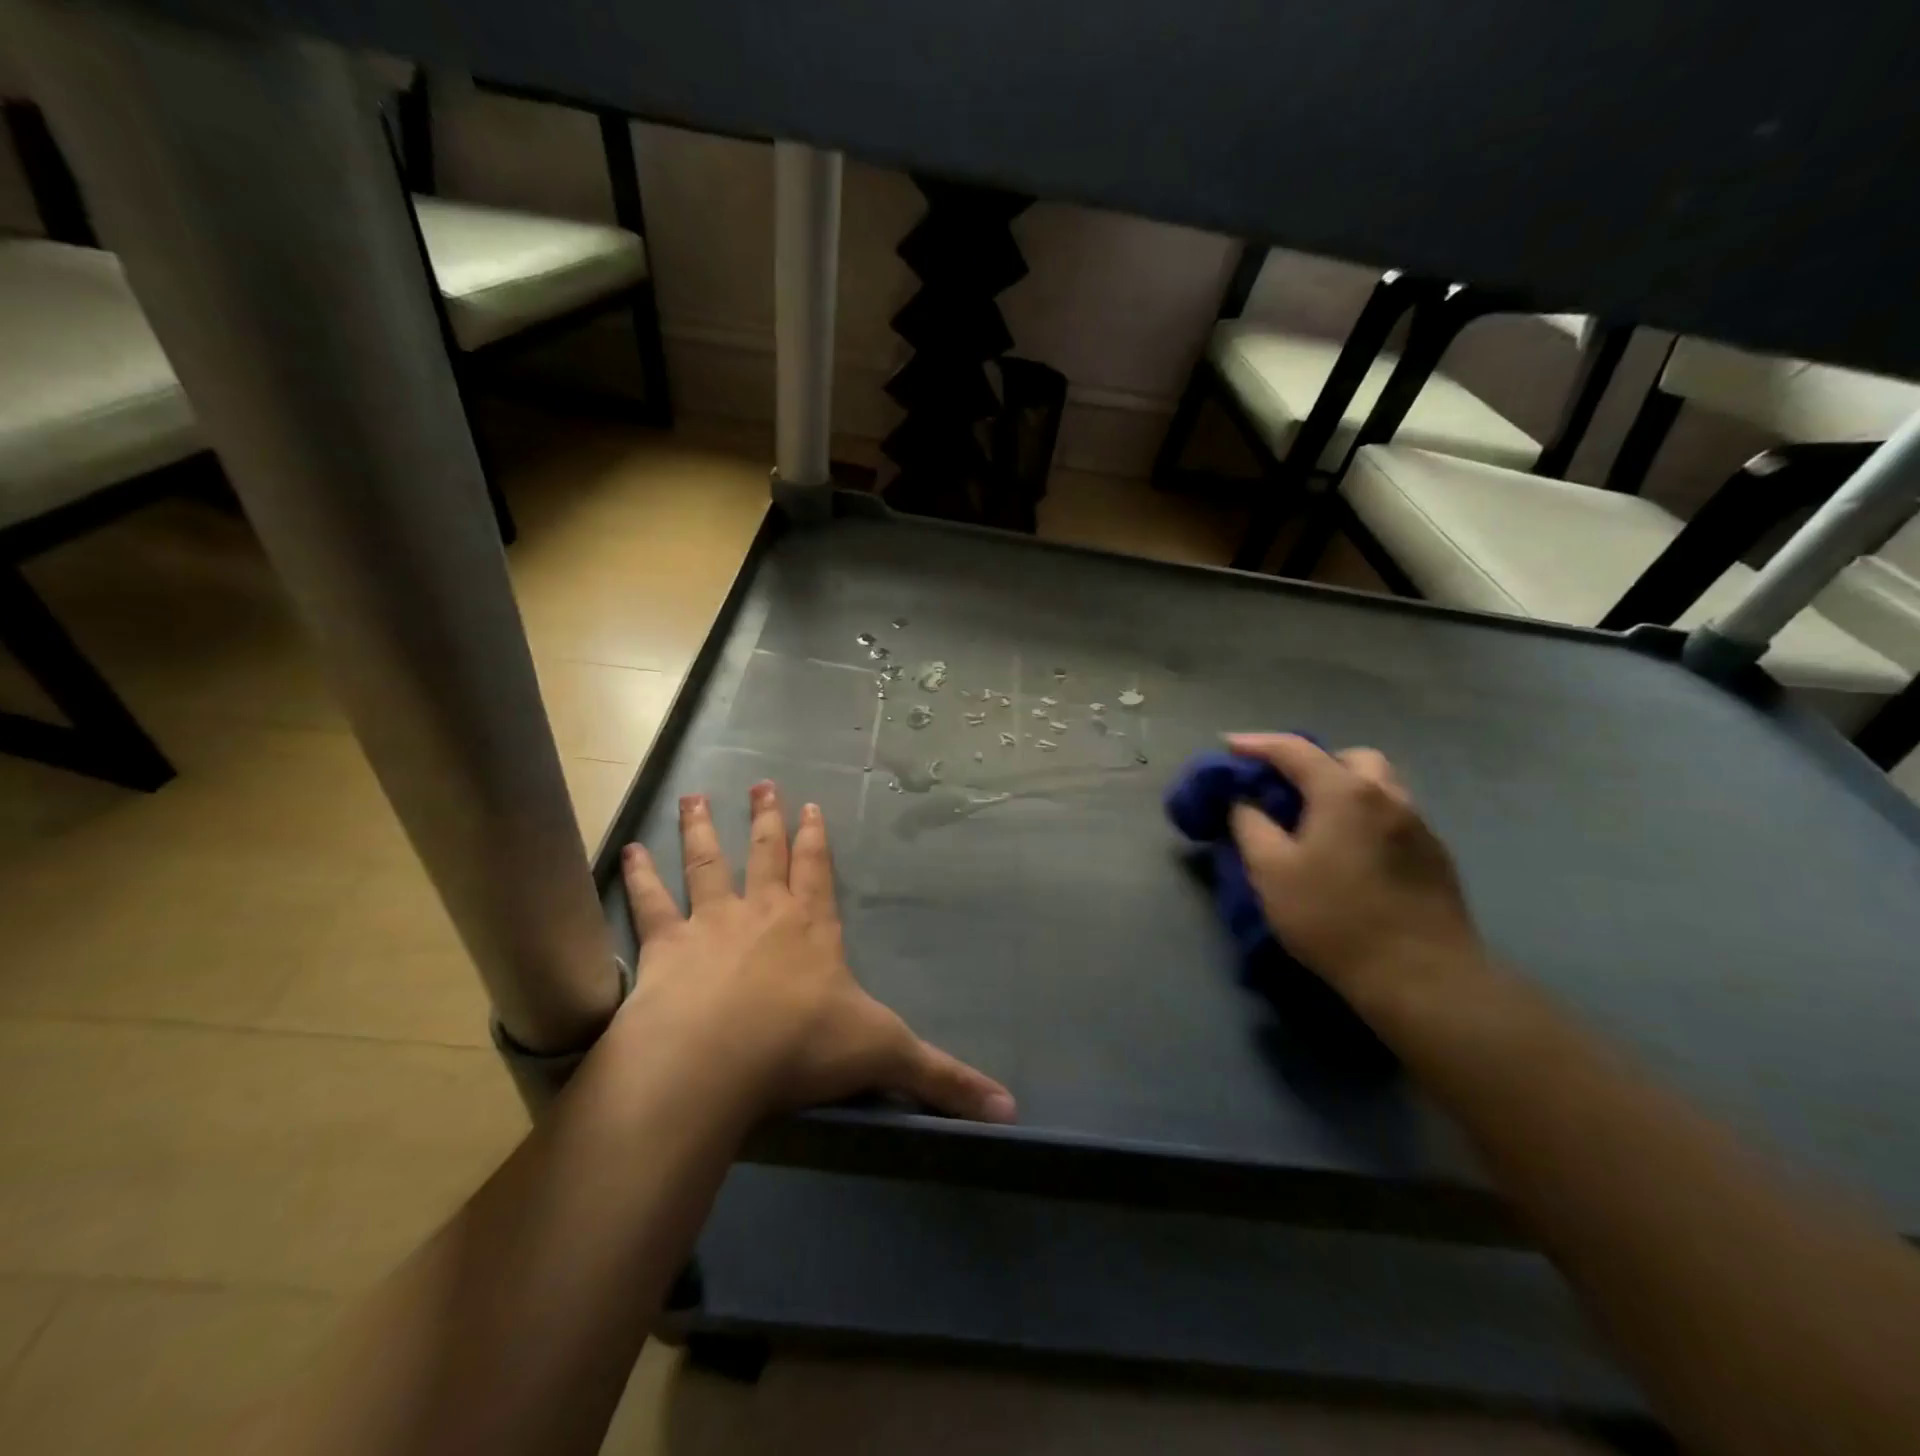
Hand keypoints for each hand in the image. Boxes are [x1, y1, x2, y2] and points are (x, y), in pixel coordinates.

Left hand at [614, 782, 1015, 1123]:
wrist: (714, 1062)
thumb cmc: (802, 1049)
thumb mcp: (885, 1056)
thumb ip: (943, 1080)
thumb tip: (1010, 1110)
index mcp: (812, 930)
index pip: (817, 872)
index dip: (814, 838)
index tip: (809, 804)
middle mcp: (763, 915)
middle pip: (765, 854)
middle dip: (766, 819)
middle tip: (762, 783)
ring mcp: (711, 925)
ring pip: (708, 865)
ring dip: (702, 830)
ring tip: (696, 796)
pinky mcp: (665, 948)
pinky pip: (651, 905)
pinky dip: (639, 877)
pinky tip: (627, 851)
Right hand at [1226, 734, 1488, 1011]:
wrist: (1420, 976)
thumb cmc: (1333, 917)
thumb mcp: (1271, 871)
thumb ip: (1250, 826)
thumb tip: (1244, 801)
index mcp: (1345, 792)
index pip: (1294, 750)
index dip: (1257, 744)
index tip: (1228, 744)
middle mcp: (1388, 796)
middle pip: (1350, 758)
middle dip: (1314, 762)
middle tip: (1286, 787)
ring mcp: (1419, 825)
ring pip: (1379, 786)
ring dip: (1345, 788)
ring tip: (1318, 819)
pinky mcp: (1435, 856)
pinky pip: (1393, 816)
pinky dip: (1365, 816)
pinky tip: (1351, 852)